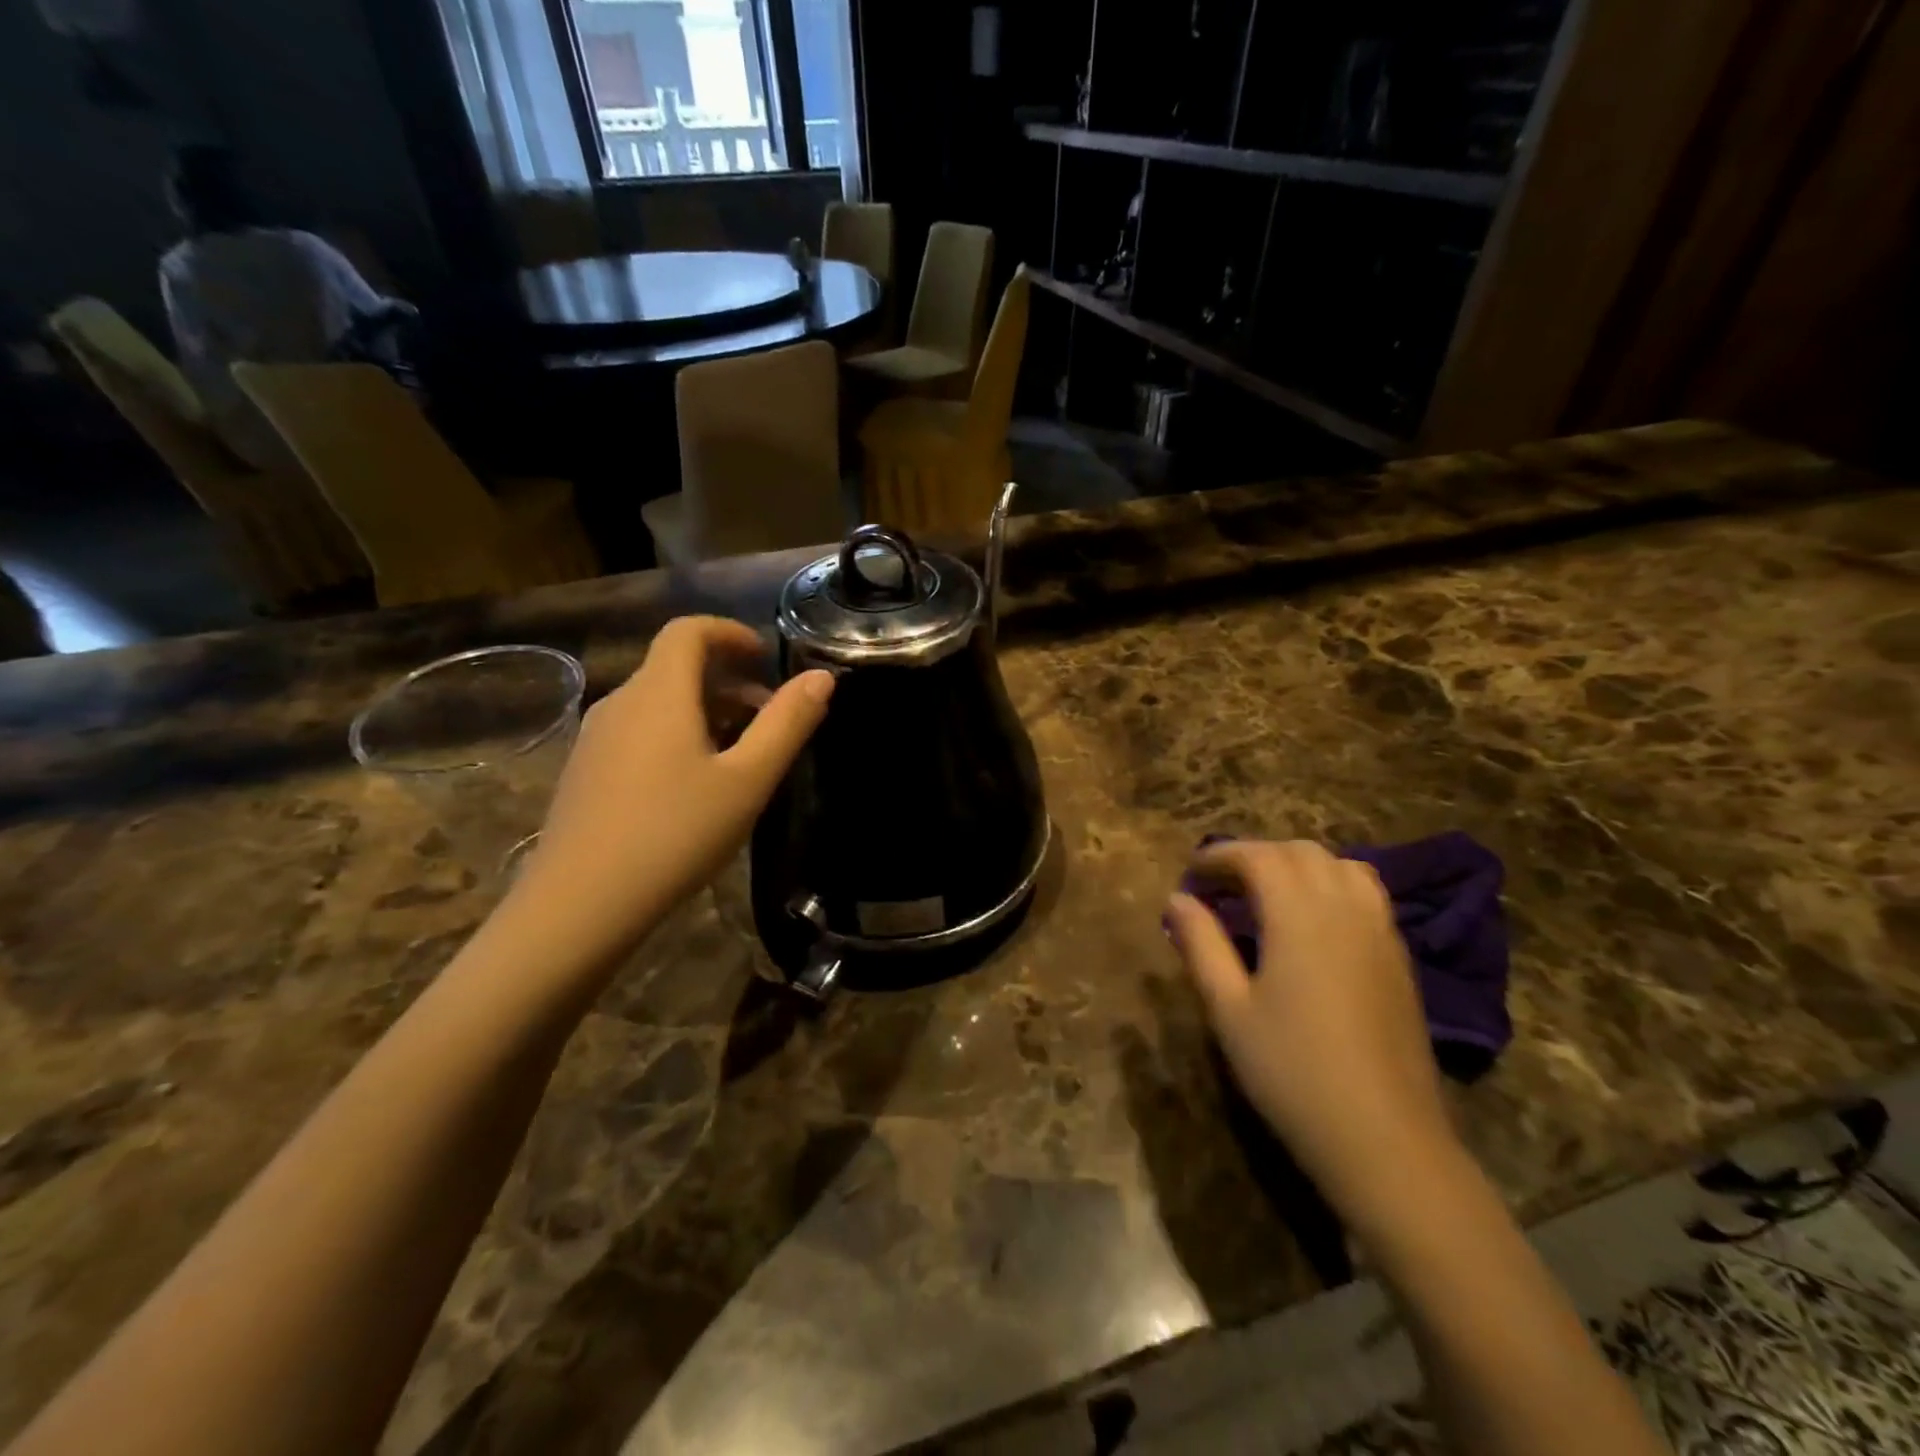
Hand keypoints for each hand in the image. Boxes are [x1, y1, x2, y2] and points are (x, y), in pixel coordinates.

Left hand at [503, 616, 833, 974]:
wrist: (580, 904)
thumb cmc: (675, 834)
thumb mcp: (747, 780)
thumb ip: (787, 724)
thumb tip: (822, 677)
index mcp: (658, 693)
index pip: (688, 631)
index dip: (730, 632)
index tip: (765, 657)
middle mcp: (620, 703)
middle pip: (674, 666)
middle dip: (727, 678)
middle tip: (768, 714)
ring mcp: (595, 739)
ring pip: (657, 701)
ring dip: (703, 708)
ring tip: (740, 752)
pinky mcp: (585, 772)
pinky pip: (638, 731)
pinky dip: (675, 733)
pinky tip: (694, 784)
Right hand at [1165, 839, 1457, 1217]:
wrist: (1385, 1140)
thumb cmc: (1292, 1072)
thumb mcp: (1229, 1009)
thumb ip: (1201, 945)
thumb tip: (1177, 899)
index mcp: (1299, 915)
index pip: (1258, 857)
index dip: (1221, 855)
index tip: (1192, 871)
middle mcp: (1345, 909)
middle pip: (1301, 852)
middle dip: (1257, 855)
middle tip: (1222, 883)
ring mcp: (1381, 932)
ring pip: (1342, 866)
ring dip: (1299, 865)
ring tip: (1269, 894)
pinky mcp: (1400, 959)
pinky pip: (1366, 894)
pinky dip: (1332, 885)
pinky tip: (1313, 923)